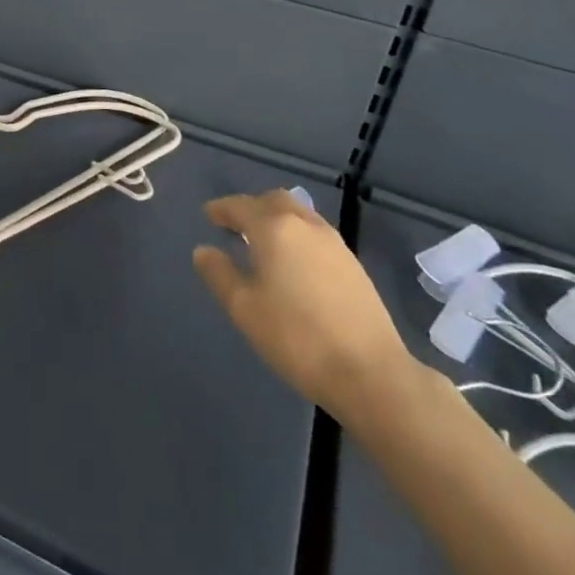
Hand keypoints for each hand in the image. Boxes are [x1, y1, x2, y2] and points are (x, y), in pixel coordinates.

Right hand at [193, 190, 416, 425]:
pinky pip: (316, 233)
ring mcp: (334, 243)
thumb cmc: (296, 337)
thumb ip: (220, 274)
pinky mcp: (353, 264)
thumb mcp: (244, 309)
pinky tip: (294, 261)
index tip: (208, 215)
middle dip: (252, 207)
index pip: (241, 206)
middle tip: (235, 225)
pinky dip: (297, 235)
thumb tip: (204, 250)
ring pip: (299, 214)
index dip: (222, 209)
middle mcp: (304, 225)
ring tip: (264, 241)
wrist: (370, 373)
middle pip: (274, 201)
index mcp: (274, 229)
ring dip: (277, 218)